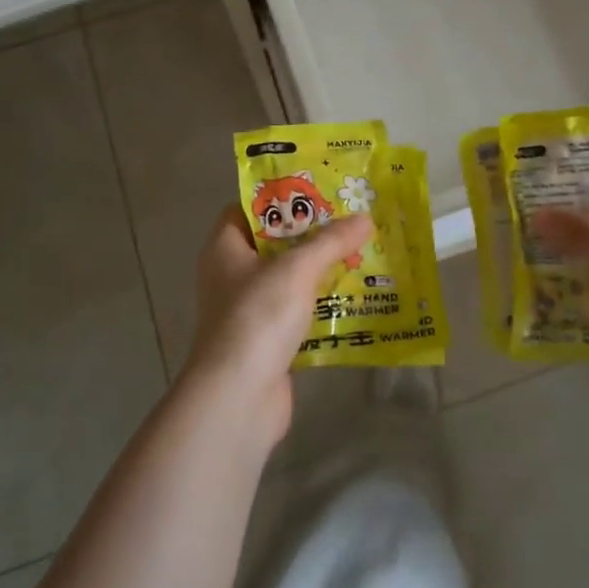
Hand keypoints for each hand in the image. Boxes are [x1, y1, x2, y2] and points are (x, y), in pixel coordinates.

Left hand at [184, 206, 373, 448]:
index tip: (317, 190)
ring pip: (288, 279)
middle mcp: (231, 275)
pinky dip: (321, 304)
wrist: (238, 397)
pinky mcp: (266, 341)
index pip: (247, 208)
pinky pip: (297, 312)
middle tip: (349, 219)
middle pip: (273, 243)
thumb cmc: (258, 316)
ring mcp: (248, 310)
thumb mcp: (297, 269)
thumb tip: (364, 218)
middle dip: (310, 233)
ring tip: (360, 251)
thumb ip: (330, 241)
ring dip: (320, 269)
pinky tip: (354, 296)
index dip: (278, 197)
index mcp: (224, 248)